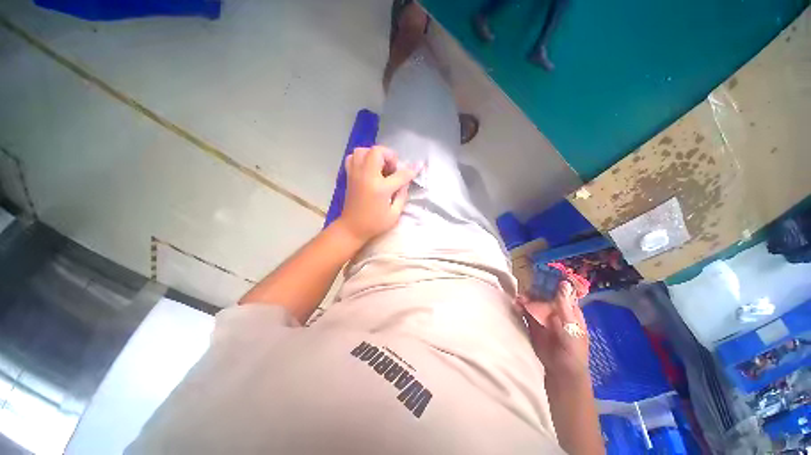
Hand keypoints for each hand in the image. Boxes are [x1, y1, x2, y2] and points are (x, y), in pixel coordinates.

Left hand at [337, 146, 419, 243]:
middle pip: (378, 152)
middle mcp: (367, 176)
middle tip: (392, 169)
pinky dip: (362, 158)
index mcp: (380, 188)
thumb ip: (402, 195)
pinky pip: (353, 157)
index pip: (400, 174)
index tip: (419, 165)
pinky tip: (369, 168)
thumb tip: (405, 182)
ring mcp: (356, 174)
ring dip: (375, 155)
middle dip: (389, 156)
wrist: (352, 228)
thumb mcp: (394, 214)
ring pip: (363, 151)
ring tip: (381, 167)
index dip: (412, 170)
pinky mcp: (349, 176)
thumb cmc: (375, 223)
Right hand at [517, 281, 590, 383]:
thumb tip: (563, 283)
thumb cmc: (572, 348)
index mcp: (569, 309)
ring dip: (525, 298)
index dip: (553, 281)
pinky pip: (525, 311)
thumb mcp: (571, 326)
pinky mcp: (532, 323)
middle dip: (535, 289)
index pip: (561, 291)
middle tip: (527, 288)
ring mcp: (543, 316)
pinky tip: (516, 305)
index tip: (542, 272)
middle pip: (544, 294)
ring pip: (533, 301)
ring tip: (519, 298)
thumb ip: (564, 305)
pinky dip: (520, 307)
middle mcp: (555, 310)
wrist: (560, 370)